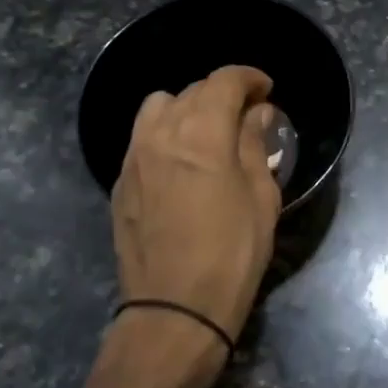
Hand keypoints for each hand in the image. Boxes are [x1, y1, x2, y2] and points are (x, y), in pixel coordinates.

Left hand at [113, 65, 281, 347]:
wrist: (174, 309)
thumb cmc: (232, 253)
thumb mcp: (260, 198)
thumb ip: (255, 145)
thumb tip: (257, 113)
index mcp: (201, 133)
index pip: (224, 81)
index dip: (249, 77)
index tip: (266, 89)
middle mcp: (161, 133)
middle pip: (192, 90)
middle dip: (222, 93)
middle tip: (246, 115)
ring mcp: (134, 157)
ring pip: (158, 108)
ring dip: (187, 108)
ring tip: (208, 133)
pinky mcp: (120, 182)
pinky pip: (142, 138)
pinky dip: (165, 134)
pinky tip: (182, 162)